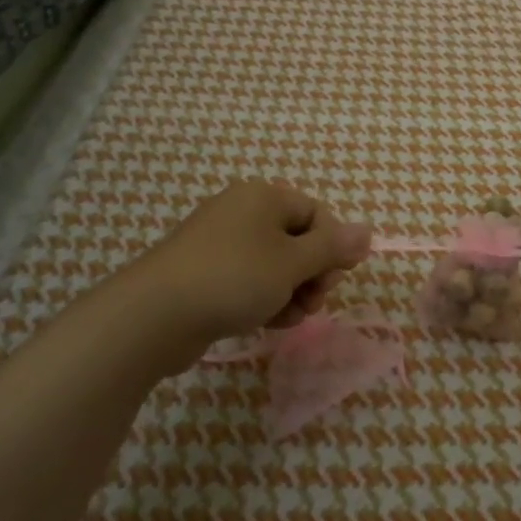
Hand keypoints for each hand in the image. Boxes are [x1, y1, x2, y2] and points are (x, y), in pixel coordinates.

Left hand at [107, 181, 370, 371]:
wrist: (152, 315)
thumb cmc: (234, 278)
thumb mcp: (293, 263)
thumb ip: (334, 248)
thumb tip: (367, 231)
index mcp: (265, 197)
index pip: (318, 215)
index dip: (333, 249)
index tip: (332, 282)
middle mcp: (242, 211)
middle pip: (297, 240)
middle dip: (312, 275)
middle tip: (312, 305)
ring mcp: (218, 242)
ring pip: (274, 265)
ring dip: (291, 292)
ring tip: (289, 319)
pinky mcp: (202, 272)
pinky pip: (247, 280)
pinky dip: (263, 299)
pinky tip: (265, 323)